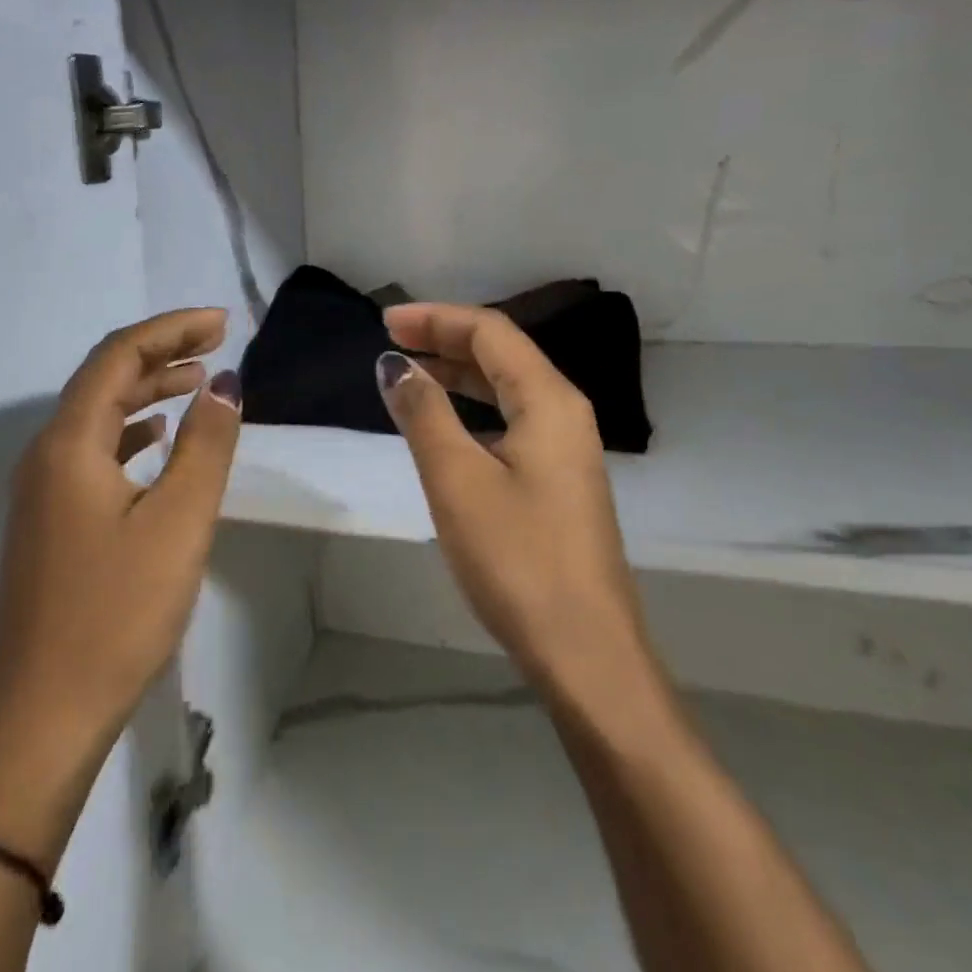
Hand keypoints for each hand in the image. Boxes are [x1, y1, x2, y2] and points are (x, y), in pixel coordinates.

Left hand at [0, 308, 242, 863]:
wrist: (40, 720)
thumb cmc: (115, 616)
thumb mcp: (177, 524)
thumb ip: (205, 446)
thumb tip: (224, 384)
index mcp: (68, 444)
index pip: (118, 356)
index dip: (171, 330)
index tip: (223, 323)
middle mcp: (45, 456)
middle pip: (103, 379)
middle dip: (161, 353)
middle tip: (217, 342)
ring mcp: (41, 492)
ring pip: (97, 417)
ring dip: (147, 392)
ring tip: (197, 382)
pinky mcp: (49, 524)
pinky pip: (93, 454)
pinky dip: (131, 433)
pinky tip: (158, 441)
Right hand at [376, 303, 653, 696]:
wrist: (585, 652)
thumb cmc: (517, 558)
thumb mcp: (456, 479)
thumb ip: (424, 413)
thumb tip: (394, 365)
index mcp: (549, 401)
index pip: (490, 333)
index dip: (436, 319)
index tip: (385, 322)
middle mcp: (565, 414)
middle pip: (502, 354)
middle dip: (446, 339)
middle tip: (392, 340)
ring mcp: (566, 451)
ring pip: (507, 389)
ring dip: (459, 373)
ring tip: (411, 373)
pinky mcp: (558, 483)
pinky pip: (511, 422)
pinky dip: (473, 409)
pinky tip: (446, 427)